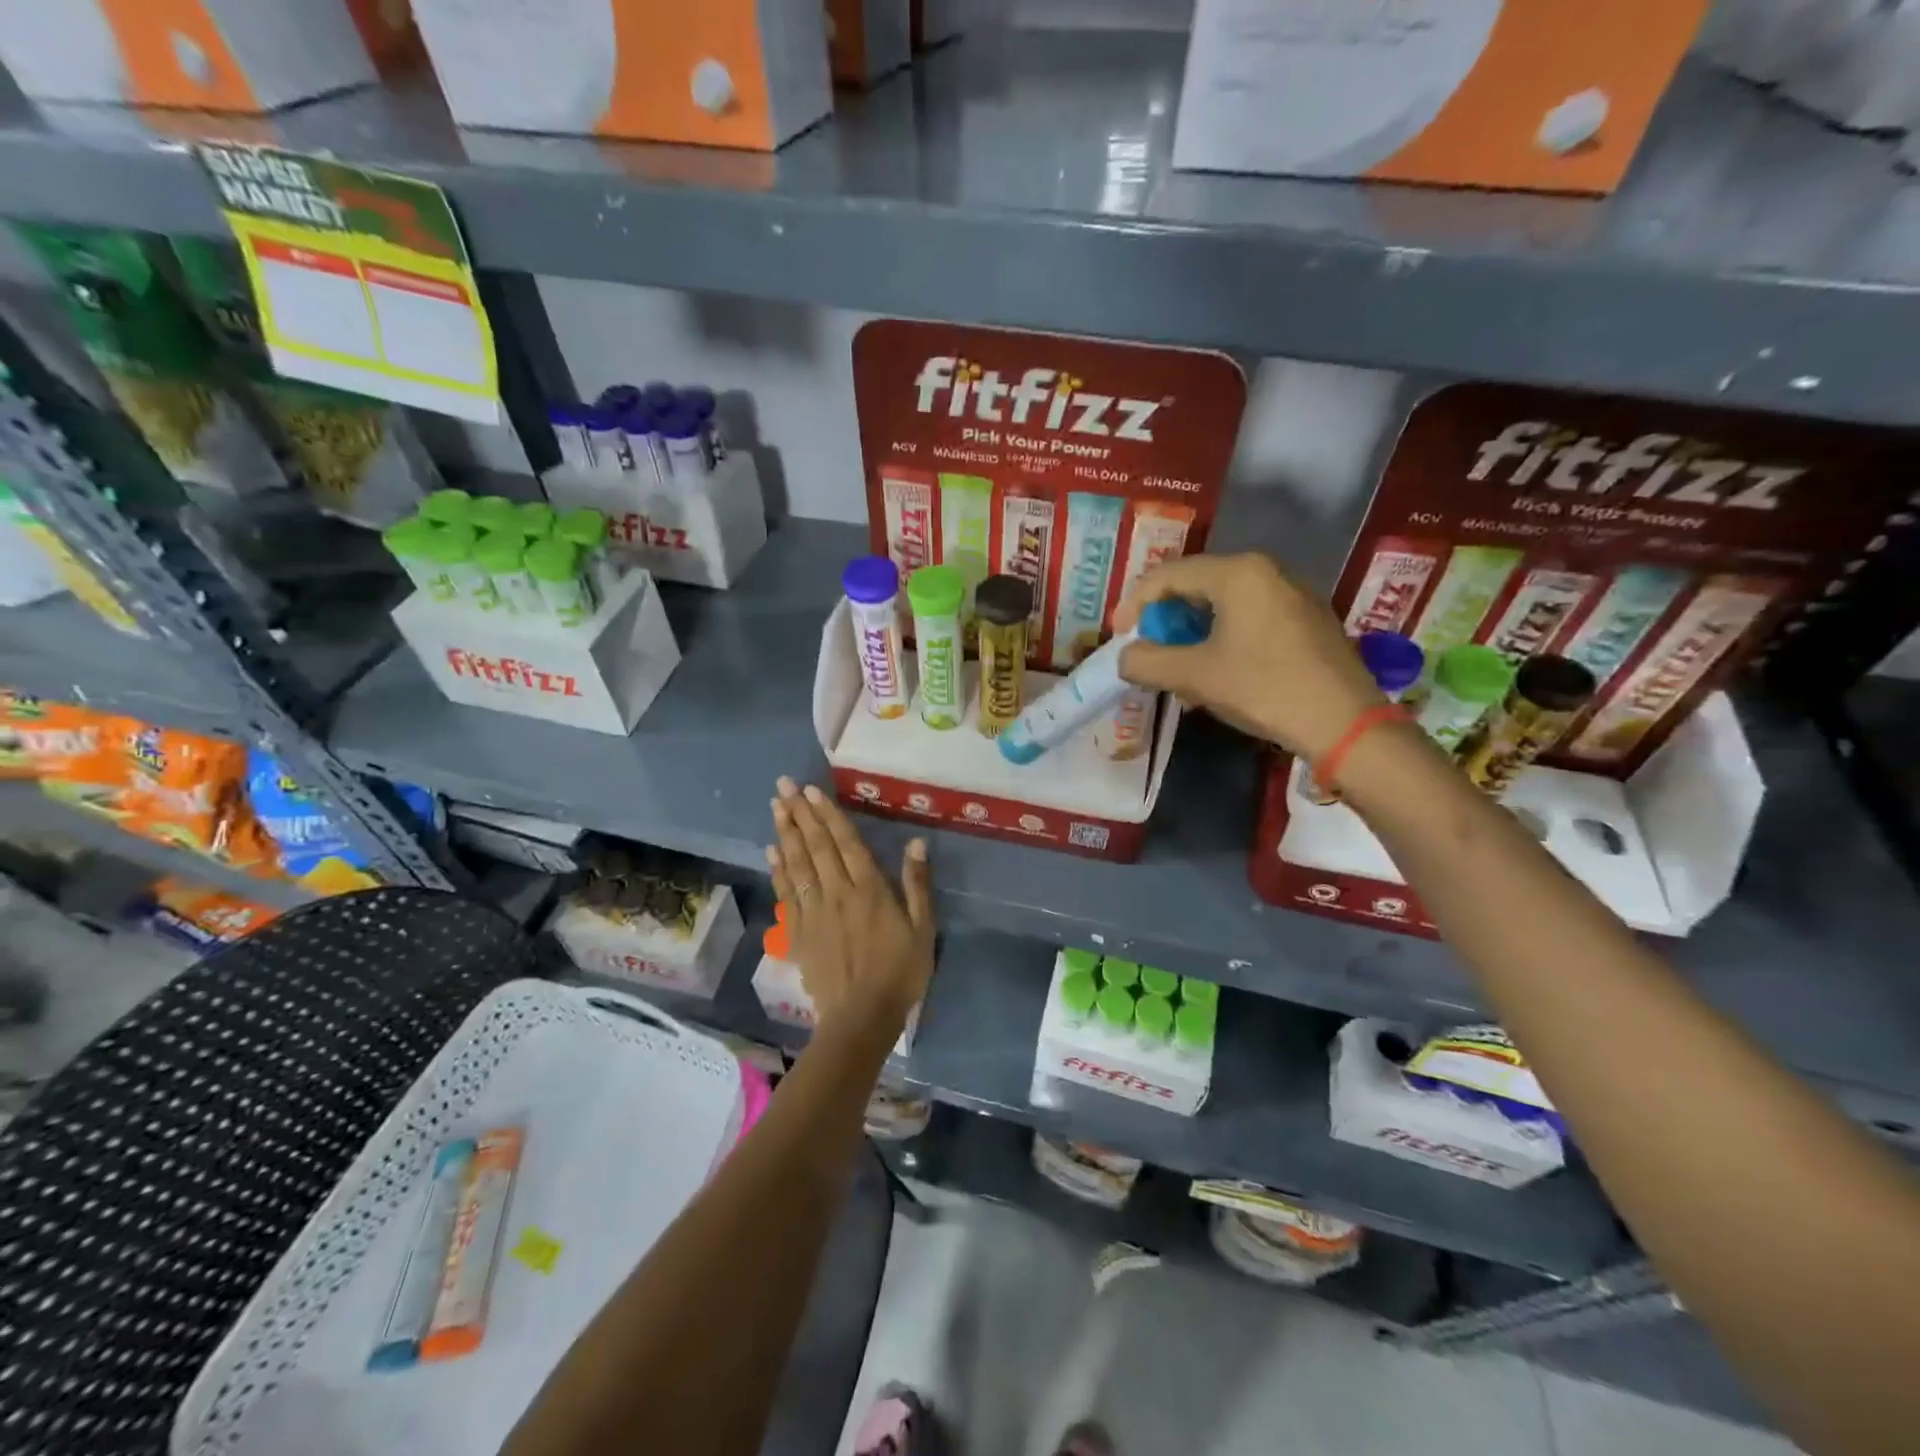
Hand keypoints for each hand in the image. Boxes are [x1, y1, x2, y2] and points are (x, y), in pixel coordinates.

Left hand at [765, 777, 934, 1033]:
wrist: (862, 1018)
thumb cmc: (900, 972)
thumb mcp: (922, 929)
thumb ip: (917, 885)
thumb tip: (916, 842)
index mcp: (868, 889)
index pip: (845, 842)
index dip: (828, 815)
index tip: (811, 790)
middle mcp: (836, 893)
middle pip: (815, 846)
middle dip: (800, 813)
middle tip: (783, 785)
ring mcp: (813, 912)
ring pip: (796, 865)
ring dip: (785, 833)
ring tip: (776, 807)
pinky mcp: (798, 932)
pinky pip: (785, 894)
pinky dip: (778, 870)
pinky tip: (771, 852)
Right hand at [1115, 552, 1383, 761]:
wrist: (1345, 725)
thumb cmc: (1264, 689)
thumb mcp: (1194, 676)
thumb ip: (1147, 662)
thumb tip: (1125, 657)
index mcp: (1238, 572)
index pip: (1167, 576)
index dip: (1134, 606)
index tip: (1119, 640)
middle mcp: (1267, 571)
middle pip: (1196, 586)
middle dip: (1164, 621)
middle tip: (1148, 654)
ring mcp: (1292, 594)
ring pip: (1223, 604)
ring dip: (1191, 634)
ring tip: (1178, 669)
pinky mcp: (1307, 619)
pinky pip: (1249, 617)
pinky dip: (1221, 638)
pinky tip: (1216, 672)